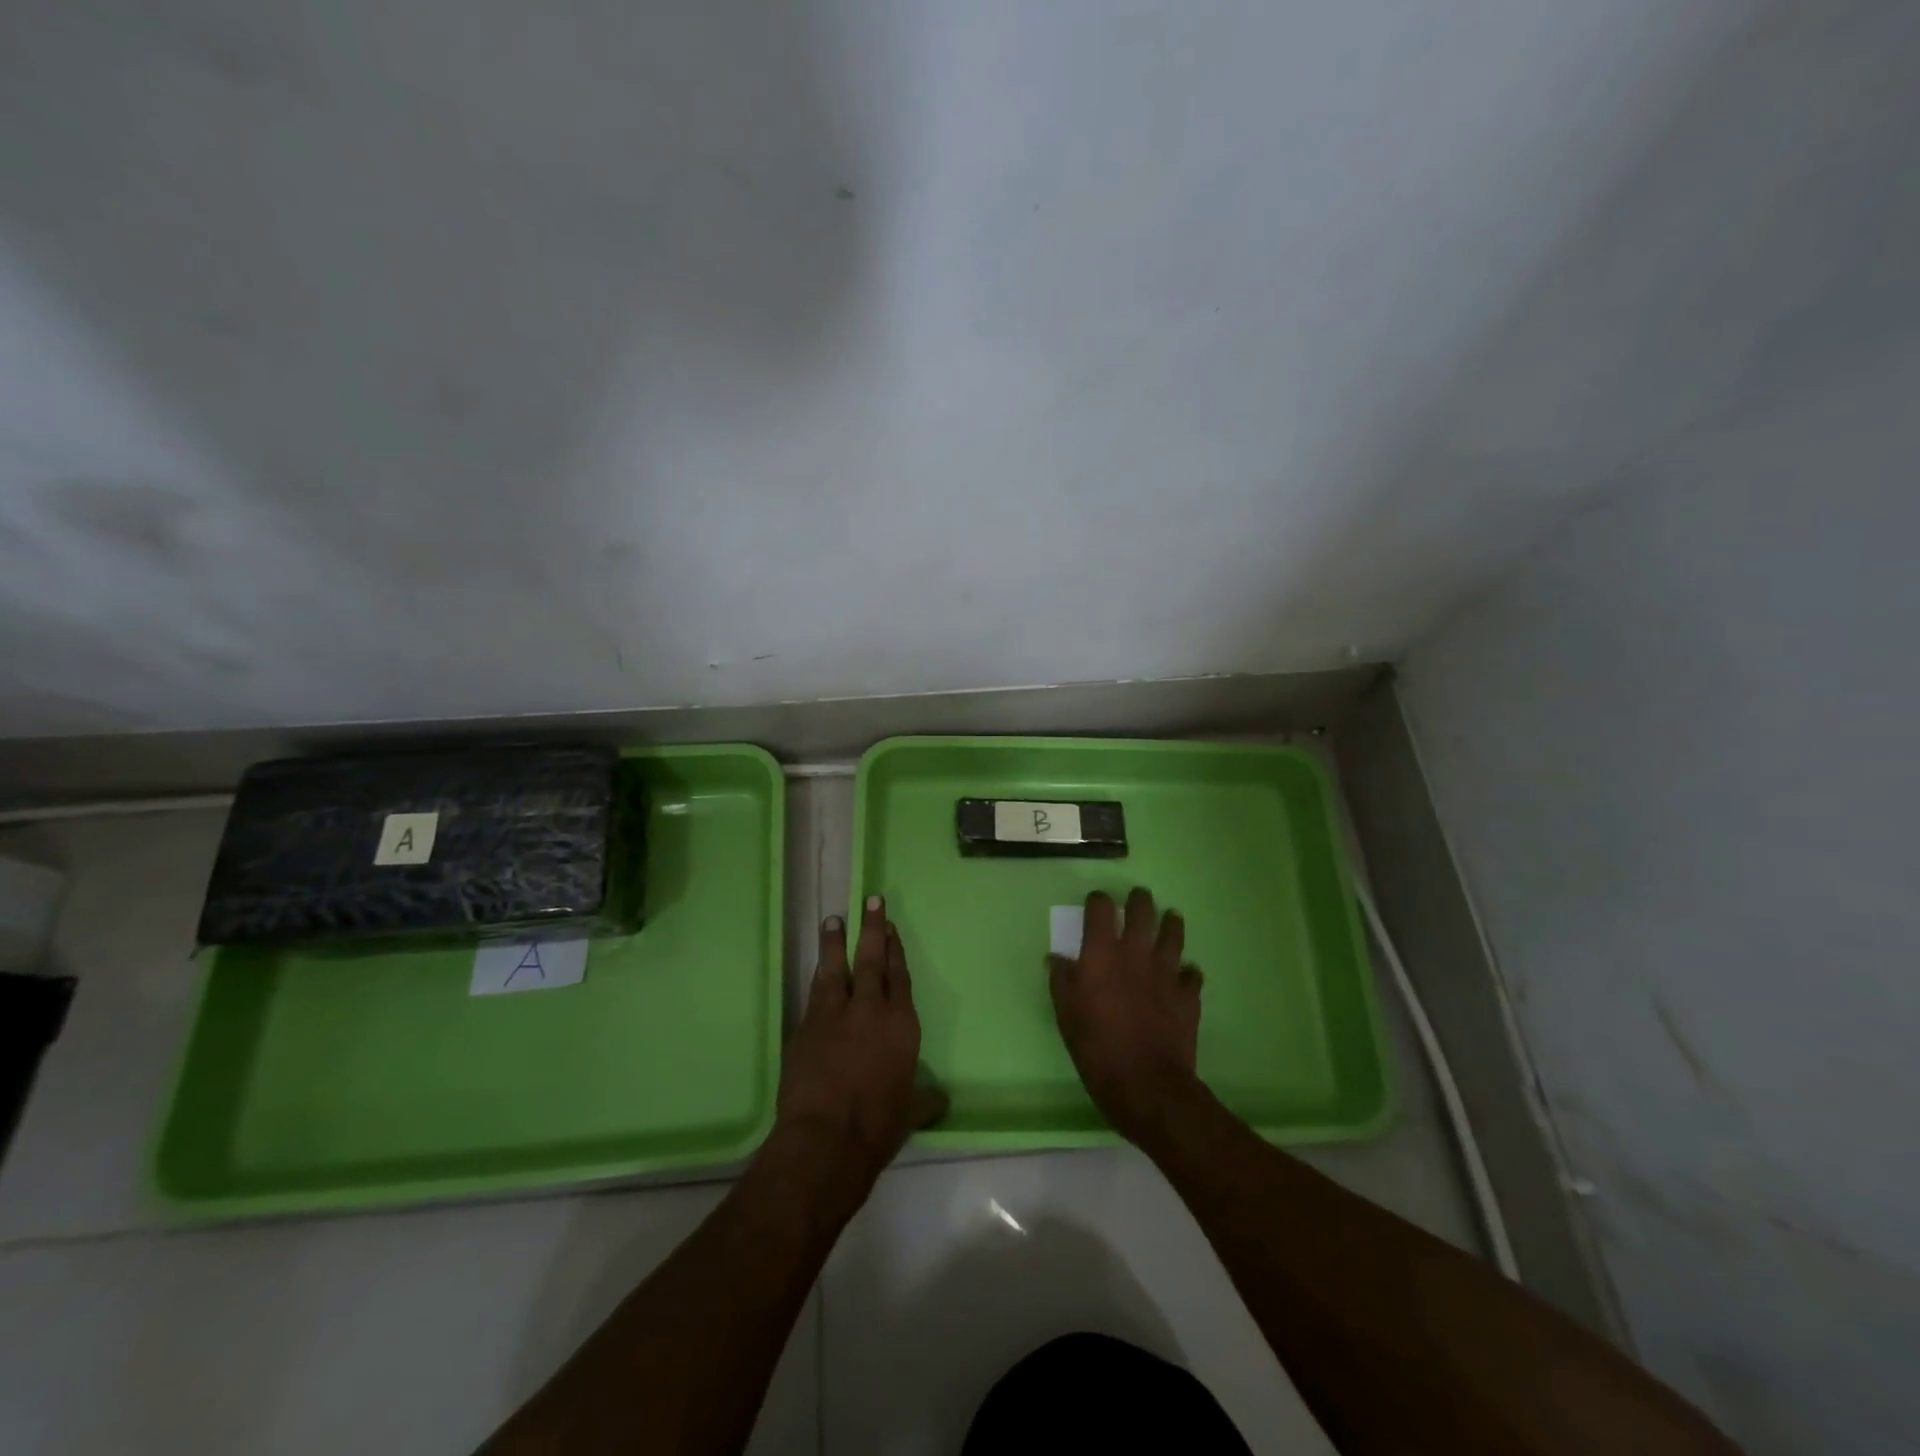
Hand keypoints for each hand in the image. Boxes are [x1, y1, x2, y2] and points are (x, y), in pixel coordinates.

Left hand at [773, 895, 947, 1204]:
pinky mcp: (806, 1026)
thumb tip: (941, 1100)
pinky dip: (818, 976)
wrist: (826, 1138)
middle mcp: (871, 1010)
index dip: (896, 951)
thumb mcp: (910, 1113)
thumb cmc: (877, 1126)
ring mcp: (835, 1015)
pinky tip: (817, 969)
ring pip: (837, 968)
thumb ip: (924, 1099)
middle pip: (872, 960)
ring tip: (834, 919)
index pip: (900, 977)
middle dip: (872, 928)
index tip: (892, 928)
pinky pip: (814, 993)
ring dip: (836, 942)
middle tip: (870, 900)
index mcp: (902, 1025)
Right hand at [1048, 888, 1203, 1144]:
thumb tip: (1056, 958)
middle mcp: (1135, 954)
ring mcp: (1166, 973)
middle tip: (1137, 898)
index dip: (1097, 901)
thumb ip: (1061, 981)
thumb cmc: (1096, 1048)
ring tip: (1170, 918)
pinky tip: (1185, 975)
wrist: (1147, 1084)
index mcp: (1101, 954)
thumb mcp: (1066, 1015)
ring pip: (1173, 934)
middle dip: (1139, 900)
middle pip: (1142, 912)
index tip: (1096, 904)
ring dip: (1170, 924)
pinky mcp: (1189, 995)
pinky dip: (1188, 971)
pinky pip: (1192, 974)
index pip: (1100, 909)